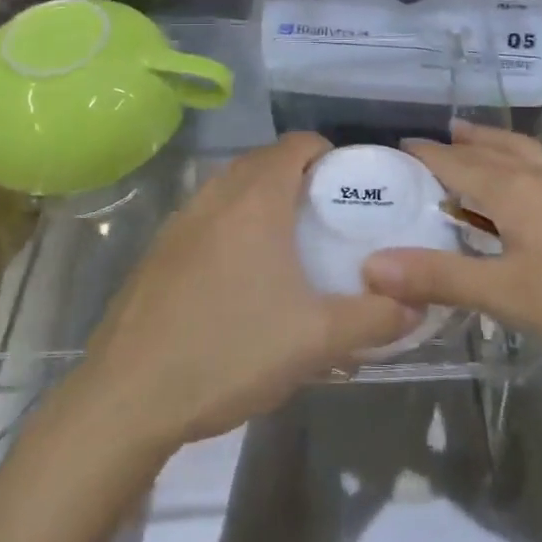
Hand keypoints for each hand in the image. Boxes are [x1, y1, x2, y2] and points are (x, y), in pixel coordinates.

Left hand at [81, 132, 419, 449]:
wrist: (127, 397)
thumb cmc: (229, 352)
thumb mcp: (316, 341)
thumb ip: (374, 319)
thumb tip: (414, 306)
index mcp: (256, 200)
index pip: (297, 144)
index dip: (328, 152)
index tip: (350, 184)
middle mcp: (216, 196)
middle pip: (264, 160)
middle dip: (298, 175)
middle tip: (326, 214)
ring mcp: (180, 221)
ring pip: (231, 186)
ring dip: (261, 197)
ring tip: (287, 243)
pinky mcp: (158, 250)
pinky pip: (206, 215)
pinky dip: (230, 222)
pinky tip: (238, 275)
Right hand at [362, 121, 541, 365]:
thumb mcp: (507, 296)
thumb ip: (440, 278)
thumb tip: (371, 265)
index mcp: (513, 190)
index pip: (453, 163)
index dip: (421, 156)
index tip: (391, 152)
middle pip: (490, 151)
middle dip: (456, 146)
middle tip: (428, 146)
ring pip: (531, 152)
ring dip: (497, 144)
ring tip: (475, 139)